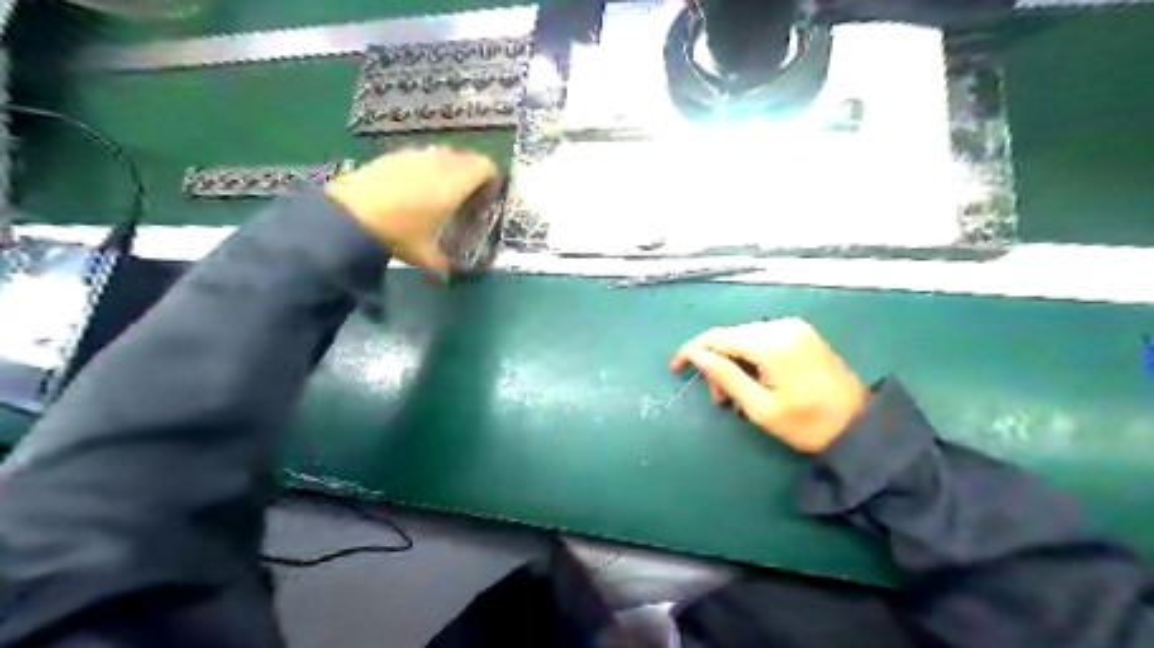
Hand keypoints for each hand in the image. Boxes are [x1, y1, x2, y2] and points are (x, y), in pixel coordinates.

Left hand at [327, 147, 503, 267]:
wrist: (347, 216)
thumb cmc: (397, 234)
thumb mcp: (426, 256)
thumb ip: (445, 265)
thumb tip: (454, 276)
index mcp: (454, 184)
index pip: (486, 167)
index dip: (492, 180)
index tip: (486, 200)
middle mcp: (439, 164)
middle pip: (467, 158)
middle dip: (472, 176)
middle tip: (466, 200)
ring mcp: (415, 156)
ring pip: (444, 156)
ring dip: (449, 171)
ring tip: (439, 195)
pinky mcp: (393, 156)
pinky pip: (421, 158)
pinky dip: (426, 169)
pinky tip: (412, 191)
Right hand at [674, 316, 870, 450]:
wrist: (862, 427)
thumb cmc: (808, 424)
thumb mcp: (761, 408)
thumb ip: (726, 377)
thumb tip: (697, 356)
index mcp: (771, 342)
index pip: (718, 337)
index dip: (692, 350)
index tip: (675, 368)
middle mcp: (782, 326)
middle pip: (732, 337)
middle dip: (716, 363)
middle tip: (717, 400)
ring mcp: (795, 328)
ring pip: (746, 339)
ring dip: (733, 364)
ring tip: (735, 398)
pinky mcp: (803, 335)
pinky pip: (764, 340)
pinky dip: (751, 360)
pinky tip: (754, 382)